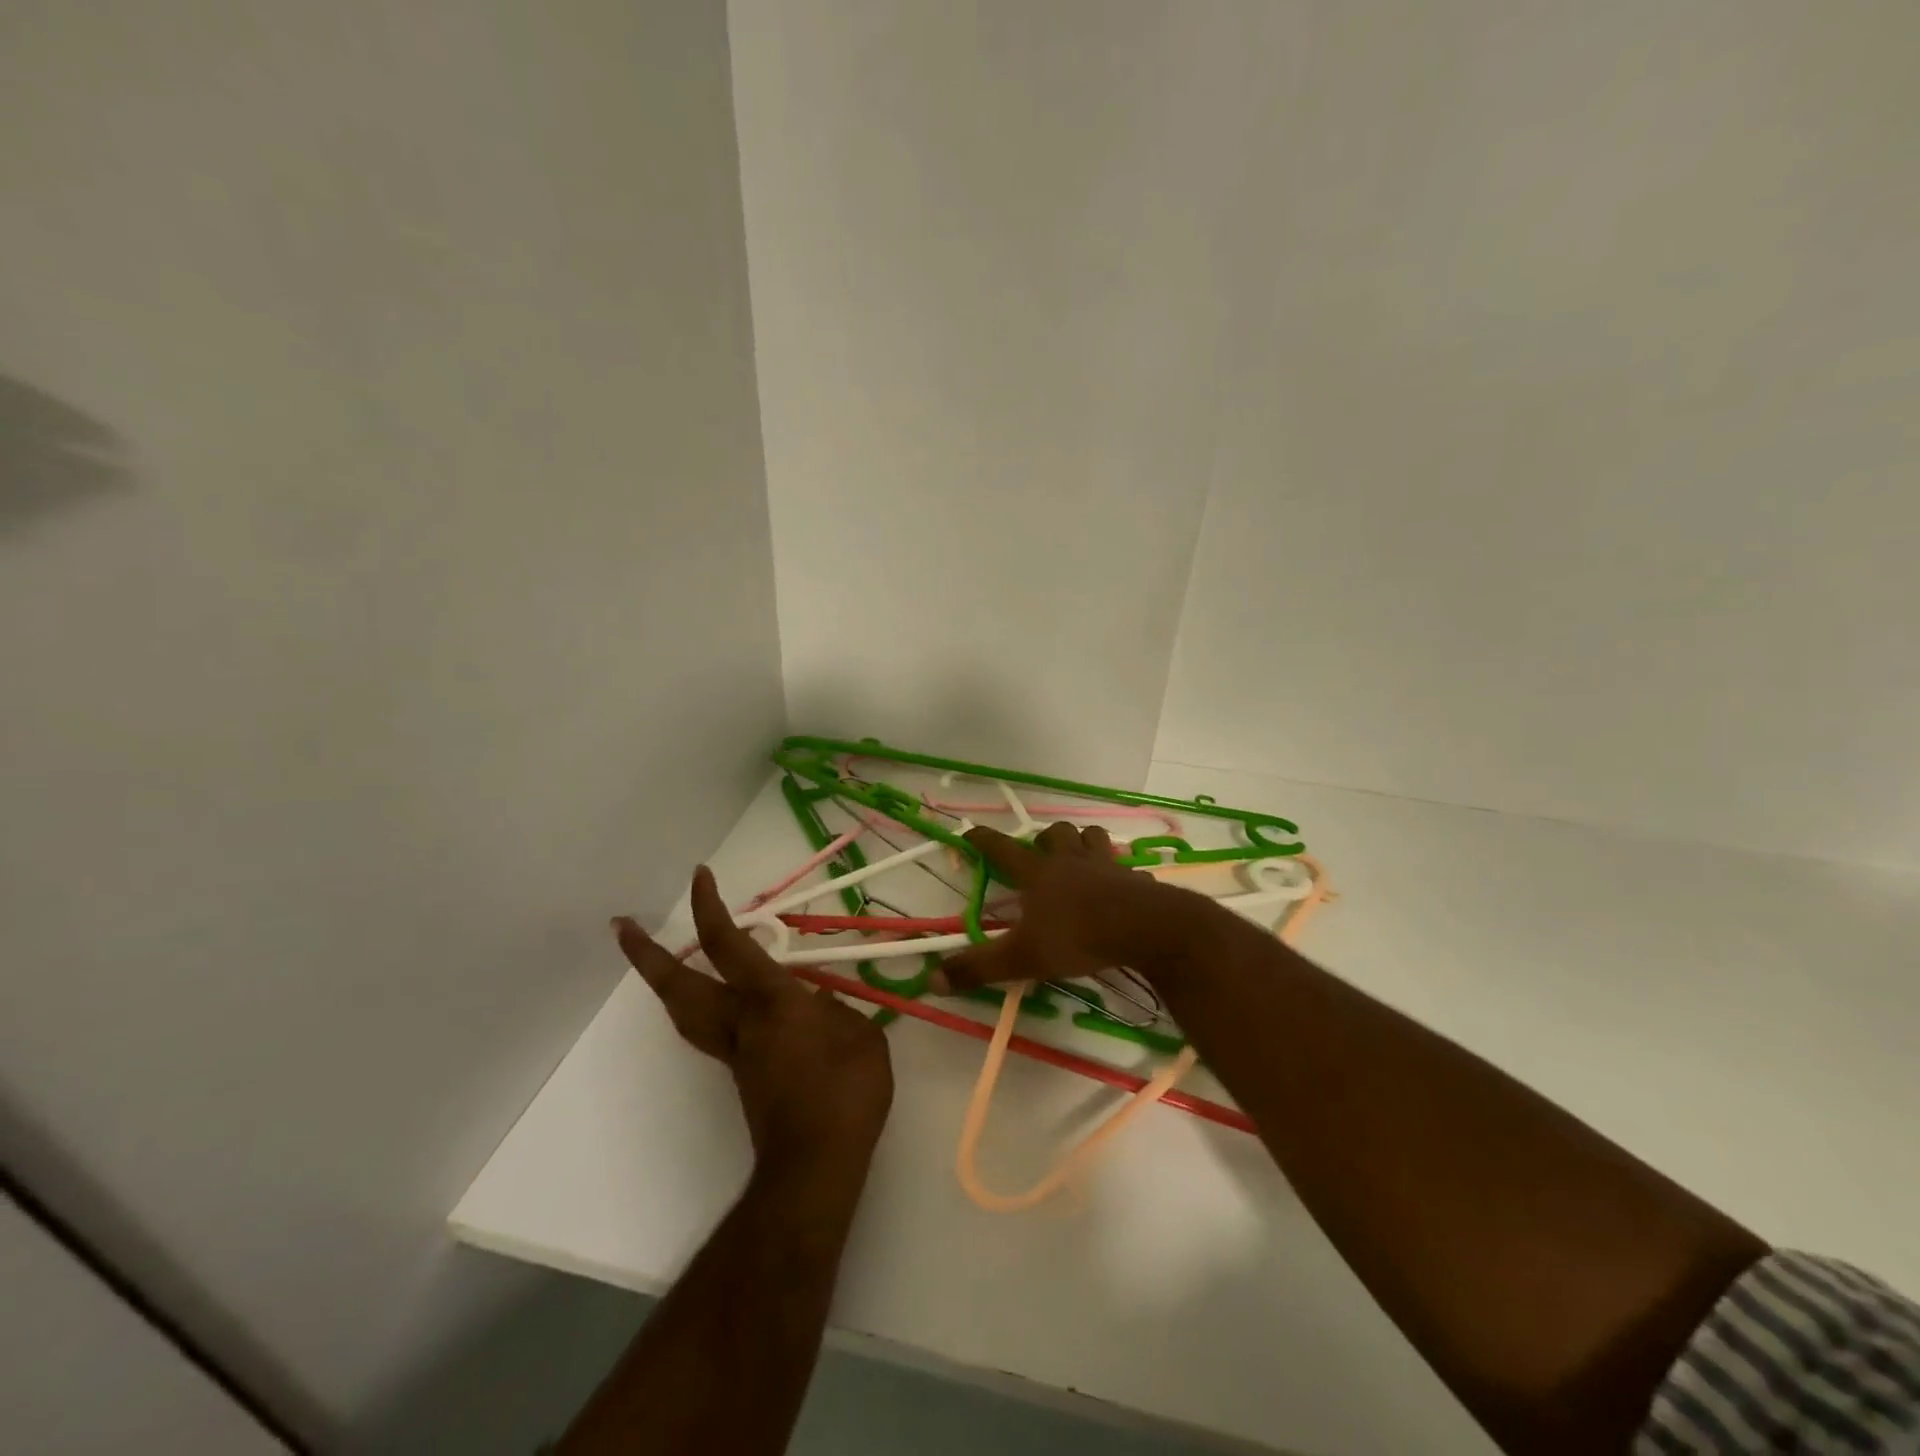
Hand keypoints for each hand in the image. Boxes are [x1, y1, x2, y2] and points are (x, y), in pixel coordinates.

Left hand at [613, 868, 893, 1174]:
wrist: (816, 1164)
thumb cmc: (845, 1094)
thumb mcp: (862, 1039)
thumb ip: (839, 1013)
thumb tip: (821, 1004)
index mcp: (771, 1002)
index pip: (731, 945)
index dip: (710, 908)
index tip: (700, 876)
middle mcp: (740, 1022)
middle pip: (680, 984)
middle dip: (647, 954)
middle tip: (623, 926)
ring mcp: (735, 1052)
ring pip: (686, 1010)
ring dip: (666, 980)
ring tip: (659, 958)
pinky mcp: (742, 1075)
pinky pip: (714, 1030)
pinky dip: (708, 1005)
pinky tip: (738, 1002)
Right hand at [933, 823, 1212, 993]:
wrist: (1145, 929)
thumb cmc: (1077, 937)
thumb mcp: (1021, 958)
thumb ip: (978, 968)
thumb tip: (931, 979)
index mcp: (1039, 874)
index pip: (1003, 849)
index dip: (984, 839)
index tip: (970, 830)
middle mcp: (1071, 861)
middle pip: (1055, 832)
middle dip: (1044, 837)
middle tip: (1039, 852)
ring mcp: (1106, 866)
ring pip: (1092, 836)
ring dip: (1082, 841)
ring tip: (1079, 856)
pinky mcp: (1136, 879)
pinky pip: (1126, 867)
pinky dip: (1119, 872)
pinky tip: (1120, 887)